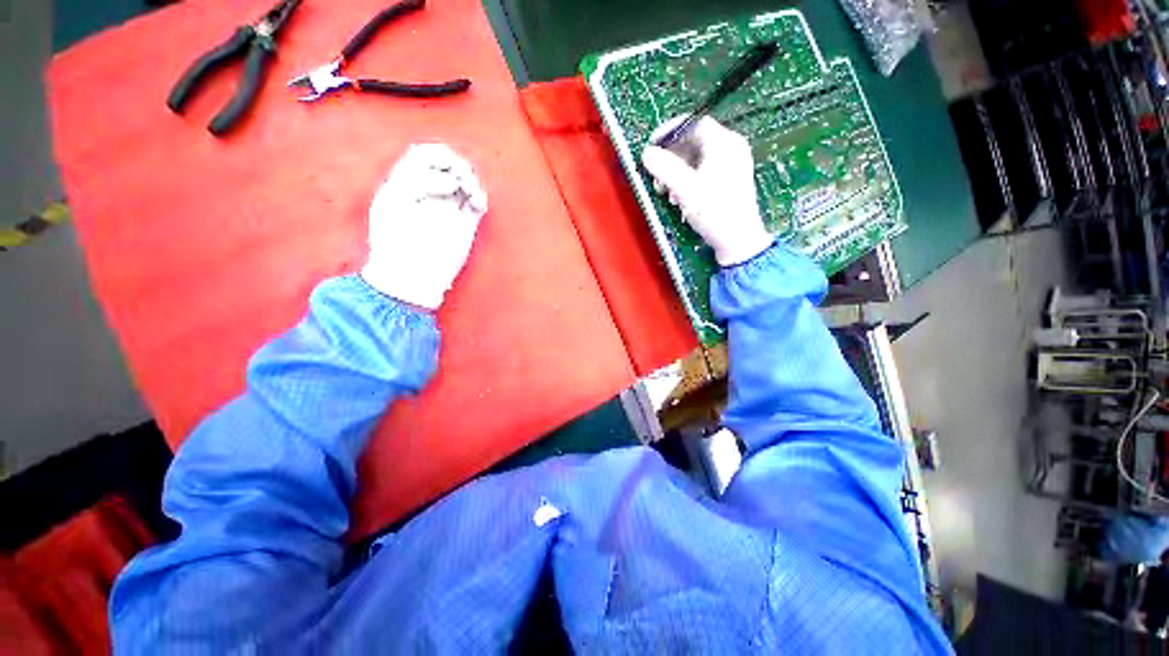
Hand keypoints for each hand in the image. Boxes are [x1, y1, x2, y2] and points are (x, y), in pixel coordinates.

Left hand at [361, 144, 487, 309]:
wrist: (412, 276)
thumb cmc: (397, 242)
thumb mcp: (395, 201)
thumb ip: (419, 180)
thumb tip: (453, 182)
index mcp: (406, 183)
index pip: (425, 155)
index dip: (439, 156)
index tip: (446, 173)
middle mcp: (429, 193)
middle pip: (448, 165)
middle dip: (458, 165)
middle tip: (462, 180)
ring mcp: (448, 209)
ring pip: (465, 181)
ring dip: (471, 181)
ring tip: (472, 194)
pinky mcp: (464, 225)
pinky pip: (476, 203)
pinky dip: (480, 199)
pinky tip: (478, 203)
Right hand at [641, 117, 772, 265]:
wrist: (737, 240)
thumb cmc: (713, 211)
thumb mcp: (685, 188)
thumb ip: (664, 167)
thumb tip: (647, 153)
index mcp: (724, 142)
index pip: (693, 123)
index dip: (669, 132)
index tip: (651, 146)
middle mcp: (731, 148)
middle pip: (694, 141)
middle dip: (671, 158)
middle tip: (656, 176)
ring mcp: (732, 164)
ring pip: (697, 158)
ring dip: (677, 172)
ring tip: (666, 192)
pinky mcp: (730, 180)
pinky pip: (704, 171)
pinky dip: (688, 180)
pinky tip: (680, 197)